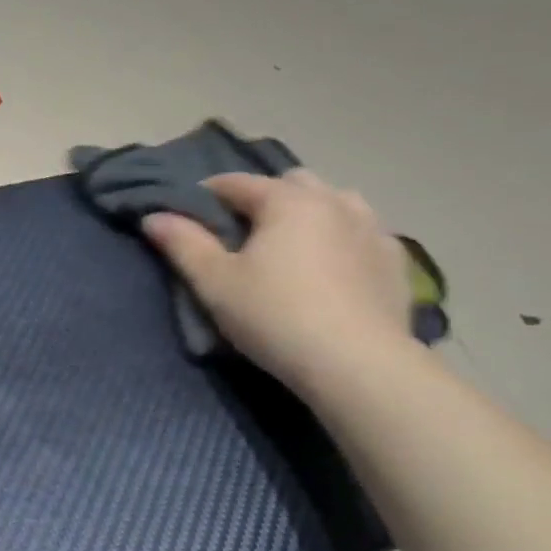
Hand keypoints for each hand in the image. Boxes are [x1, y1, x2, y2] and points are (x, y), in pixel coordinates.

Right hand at [142, 170, 414, 392]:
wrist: (359, 366)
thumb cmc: (276, 317)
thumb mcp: (215, 283)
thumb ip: (183, 244)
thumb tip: (153, 216)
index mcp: (287, 200)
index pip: (236, 183)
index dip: (206, 195)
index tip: (189, 216)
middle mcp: (333, 201)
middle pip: (291, 183)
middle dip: (264, 198)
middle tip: (244, 234)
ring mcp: (372, 229)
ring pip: (336, 201)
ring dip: (311, 212)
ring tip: (294, 245)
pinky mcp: (396, 262)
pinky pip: (364, 233)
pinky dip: (344, 239)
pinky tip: (335, 267)